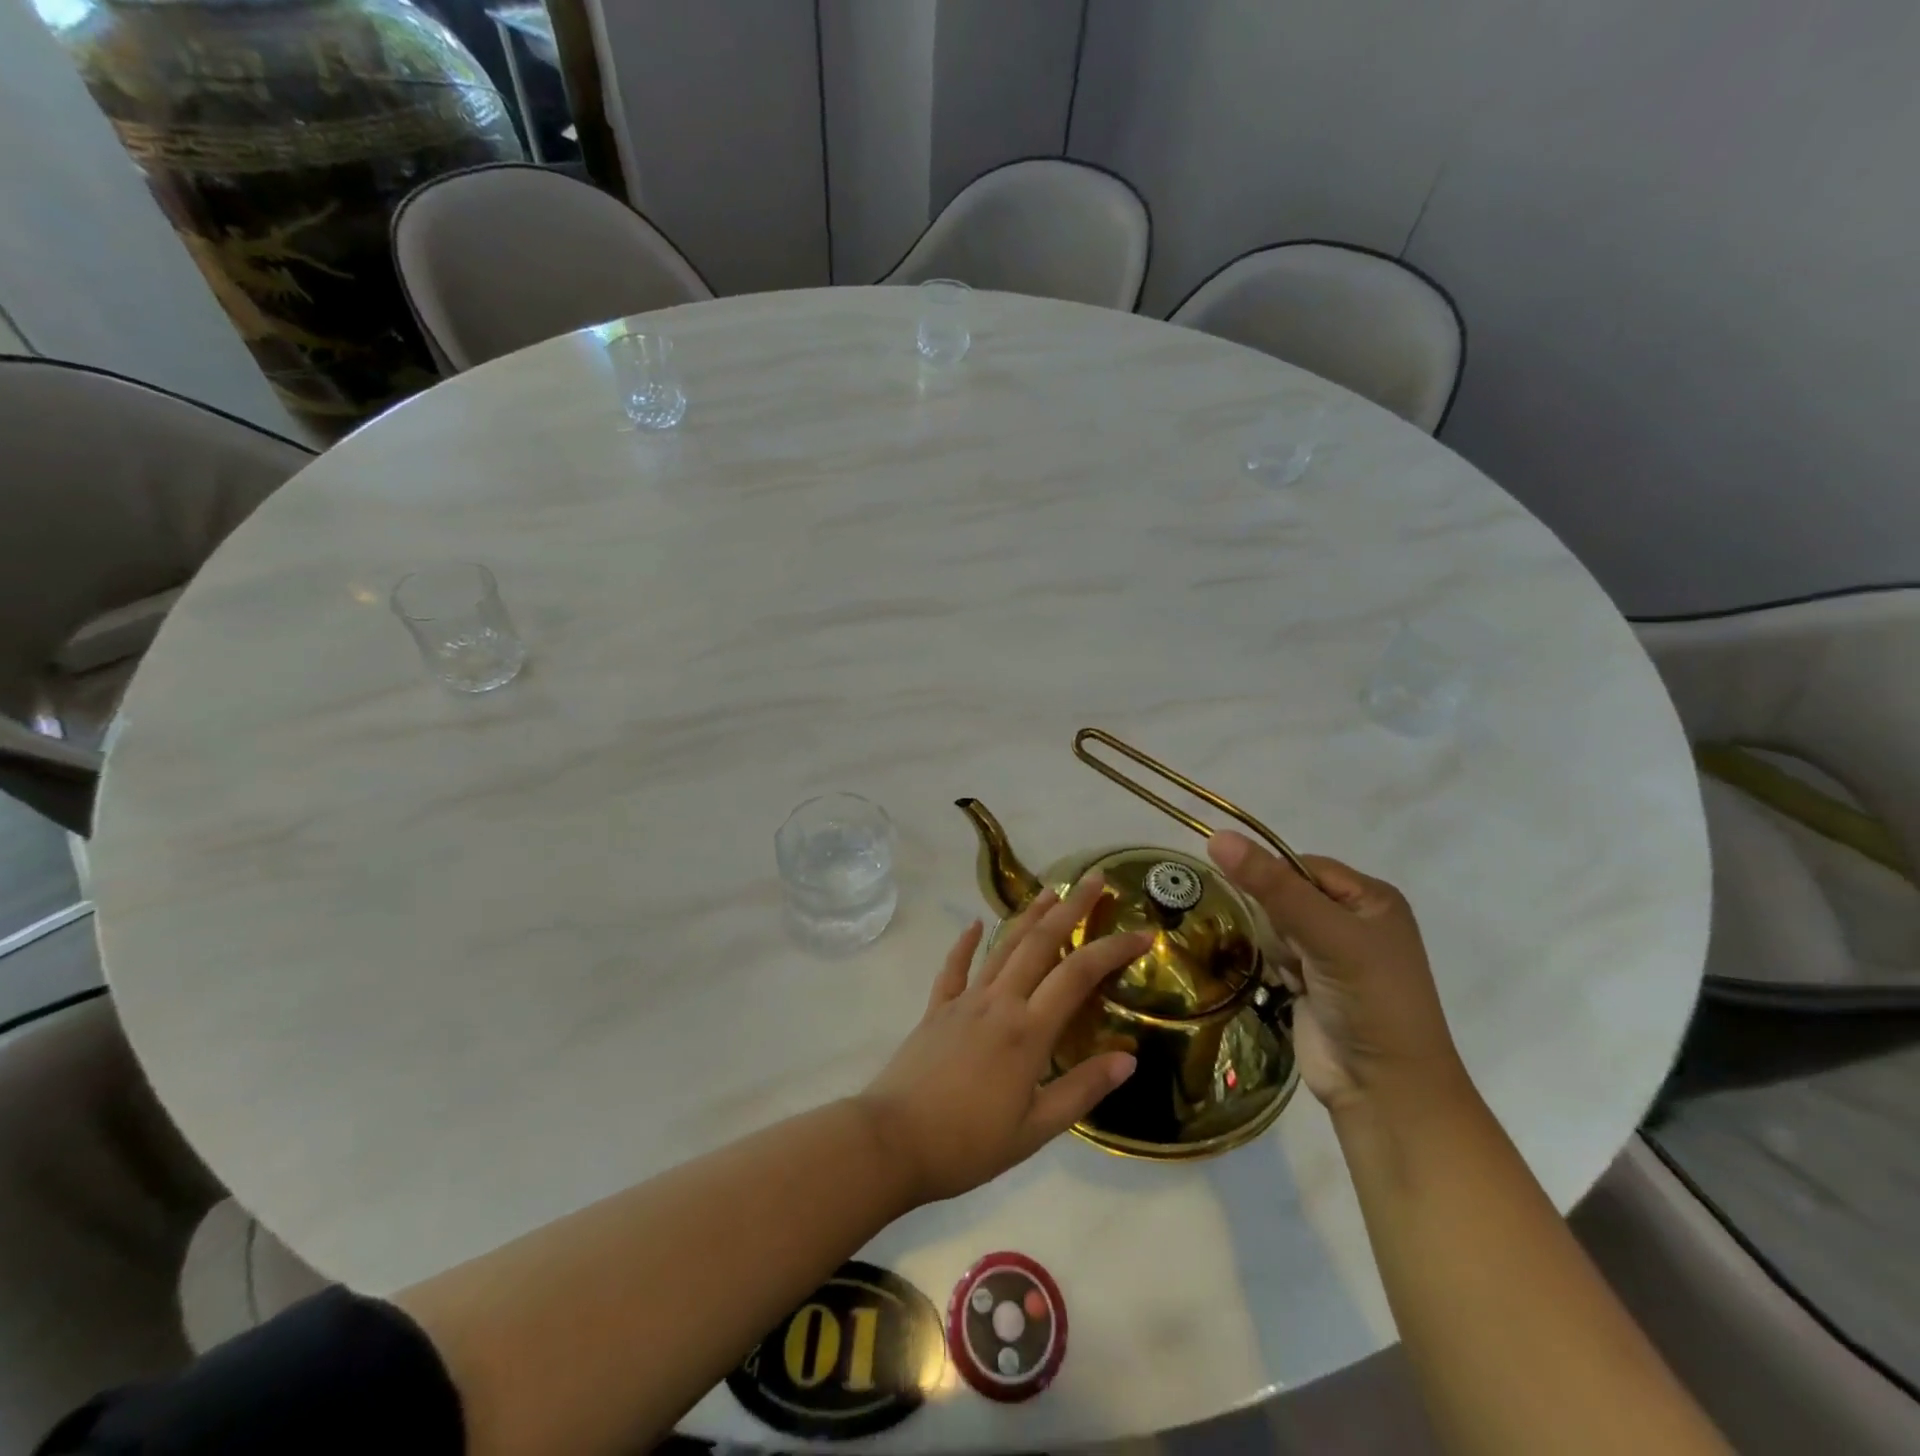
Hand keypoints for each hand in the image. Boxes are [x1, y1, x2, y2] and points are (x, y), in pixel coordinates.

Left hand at [858, 875, 1148, 1205]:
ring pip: (1002, 946)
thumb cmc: (969, 1143)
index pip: (1078, 974)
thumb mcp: (1035, 1129)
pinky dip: (965, 944)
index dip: (1112, 949)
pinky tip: (974, 925)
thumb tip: (1128, 1058)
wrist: (893, 1141)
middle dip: (1070, 908)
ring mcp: (964, 1001)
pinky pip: (954, 968)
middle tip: (1094, 879)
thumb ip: (1081, 1090)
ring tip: (1049, 890)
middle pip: (1040, 942)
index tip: (1143, 933)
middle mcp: (999, 1002)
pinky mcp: (936, 1009)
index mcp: (1028, 1031)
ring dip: (1028, 915)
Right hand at [1208, 833, 1463, 1115]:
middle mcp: (1352, 918)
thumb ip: (1271, 886)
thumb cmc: (1369, 1001)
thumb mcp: (1325, 935)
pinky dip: (1277, 969)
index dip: (1277, 883)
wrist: (1383, 1089)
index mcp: (1370, 897)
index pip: (1299, 865)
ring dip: (1278, 950)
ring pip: (1272, 924)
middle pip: (1282, 895)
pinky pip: (1273, 953)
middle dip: (1281, 924)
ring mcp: (1331, 952)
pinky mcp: (1311, 980)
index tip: (1279, 914)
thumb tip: (1218, 836)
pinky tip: (1294, 990)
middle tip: (1302, 955)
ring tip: (1301, 979)